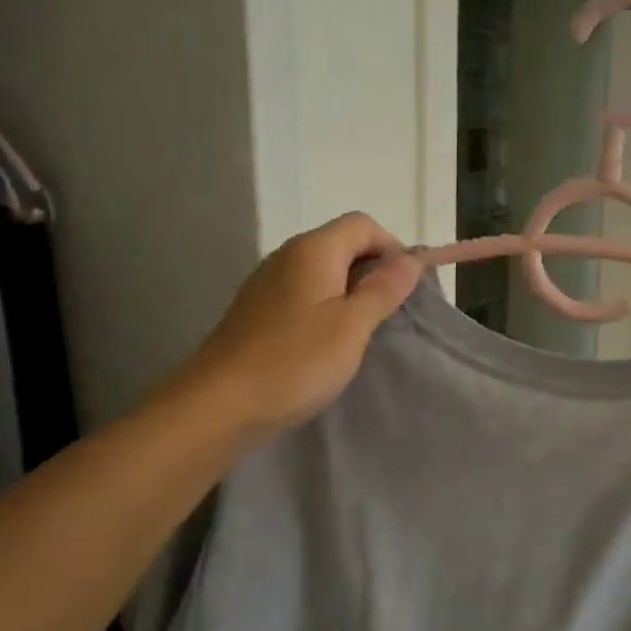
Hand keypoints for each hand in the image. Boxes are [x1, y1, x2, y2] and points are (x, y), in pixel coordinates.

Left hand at [182, 212, 420, 444]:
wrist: (219, 406)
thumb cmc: (294, 362)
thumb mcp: (351, 326)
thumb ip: (383, 289)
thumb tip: (410, 259)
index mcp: (313, 250)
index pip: (364, 225)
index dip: (393, 247)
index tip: (408, 287)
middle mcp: (287, 256)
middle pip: (342, 244)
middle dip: (374, 270)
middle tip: (392, 312)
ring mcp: (268, 283)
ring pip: (323, 271)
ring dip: (351, 291)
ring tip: (365, 330)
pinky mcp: (258, 311)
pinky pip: (304, 294)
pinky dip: (326, 307)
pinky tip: (329, 343)